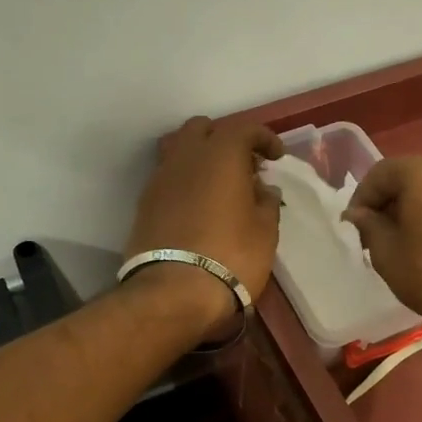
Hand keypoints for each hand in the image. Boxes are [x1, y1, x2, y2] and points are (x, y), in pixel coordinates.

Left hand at [124, 116, 284, 337]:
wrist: (173, 292)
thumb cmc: (231, 256)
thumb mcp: (265, 232)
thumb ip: (266, 203)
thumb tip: (263, 190)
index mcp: (220, 155)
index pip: (243, 128)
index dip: (263, 138)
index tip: (276, 157)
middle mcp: (186, 157)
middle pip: (202, 129)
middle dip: (225, 139)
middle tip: (245, 165)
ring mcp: (160, 179)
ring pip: (179, 150)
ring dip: (201, 158)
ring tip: (219, 184)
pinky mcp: (145, 204)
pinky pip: (168, 177)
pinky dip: (185, 181)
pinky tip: (199, 205)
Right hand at [342, 155, 421, 341]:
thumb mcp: (388, 255)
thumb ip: (368, 227)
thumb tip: (359, 214)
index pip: (379, 174)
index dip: (361, 200)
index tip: (354, 229)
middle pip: (408, 178)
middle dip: (388, 204)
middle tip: (376, 237)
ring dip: (414, 211)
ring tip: (405, 244)